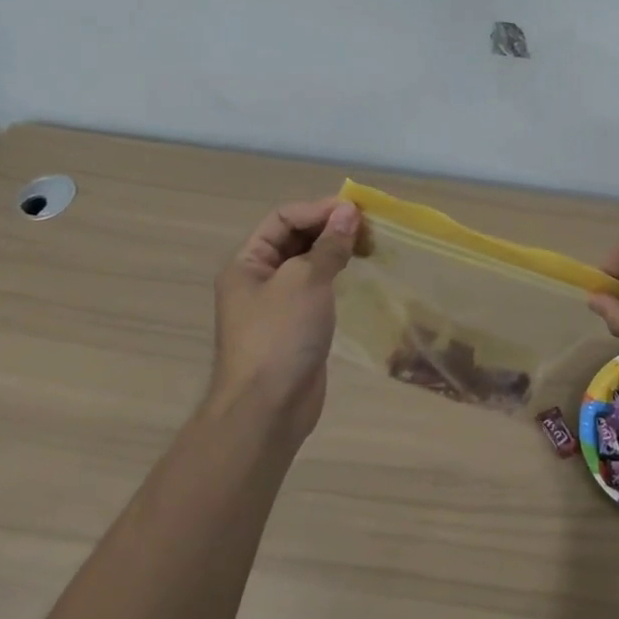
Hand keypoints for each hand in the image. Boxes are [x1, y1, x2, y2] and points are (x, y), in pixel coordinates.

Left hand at [212, 197, 360, 436]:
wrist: (268, 408)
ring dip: (337, 250)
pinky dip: (338, 275)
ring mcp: (278, 304)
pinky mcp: (297, 325)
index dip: (319, 210)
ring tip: (370, 247)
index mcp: (247, 262)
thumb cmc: (280, 336)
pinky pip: (318, 288)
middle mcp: (259, 278)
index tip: (356, 212)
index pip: (283, 218)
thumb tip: (349, 212)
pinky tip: (359, 274)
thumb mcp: (305, 281)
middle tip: (369, 228)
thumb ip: (329, 245)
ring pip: (309, 263)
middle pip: (296, 238)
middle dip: (330, 228)